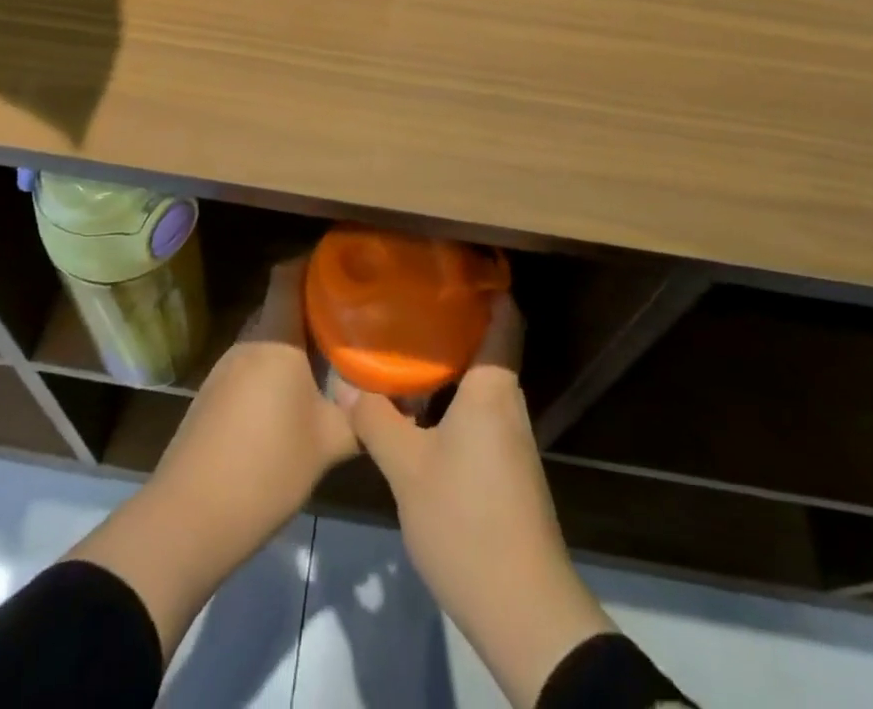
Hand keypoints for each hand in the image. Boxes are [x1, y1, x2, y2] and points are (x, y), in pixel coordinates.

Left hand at [68, 258, 354, 658]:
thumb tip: (400, 402)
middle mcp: (247, 343)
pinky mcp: (212, 397)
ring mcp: (224, 370)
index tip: (345, 266)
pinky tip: (293, 399)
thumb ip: (363, 418)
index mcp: (275, 338)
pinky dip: (274, 370)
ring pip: (266, 339)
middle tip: (351, 319)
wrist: (189, 518)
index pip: (288, 275)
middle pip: (279, 307)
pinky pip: (251, 366)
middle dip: (313, 308)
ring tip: (329, 359)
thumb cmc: (266, 468)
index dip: (313, 263)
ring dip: (294, 344)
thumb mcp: (329, 444)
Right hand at [350, 296, 616, 708]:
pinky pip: (478, 410)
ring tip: (403, 345)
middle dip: (453, 319)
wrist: (523, 609)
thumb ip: (376, 420)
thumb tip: (348, 384)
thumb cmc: (467, 521)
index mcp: (492, 388)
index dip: (486, 285)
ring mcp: (509, 438)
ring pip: (479, 381)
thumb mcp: (407, 469)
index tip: (451, 263)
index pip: (504, 318)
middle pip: (488, 344)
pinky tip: (416, 406)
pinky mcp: (505, 467)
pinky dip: (450, 397)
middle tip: (409, 299)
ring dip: (448, 362)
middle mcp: (506, 403)